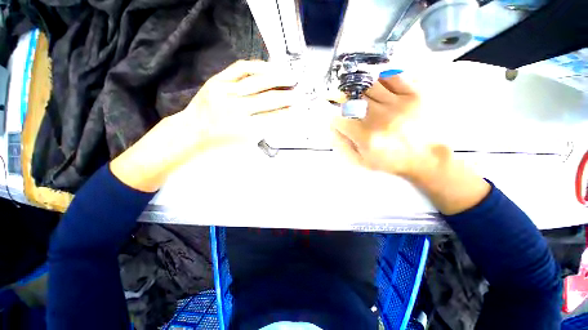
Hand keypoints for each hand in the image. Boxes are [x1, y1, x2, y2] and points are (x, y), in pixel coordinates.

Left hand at [181, 60, 298, 150]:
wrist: (193, 131)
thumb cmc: (219, 142)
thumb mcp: (244, 143)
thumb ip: (263, 130)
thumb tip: (280, 117)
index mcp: (243, 128)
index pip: (272, 117)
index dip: (287, 113)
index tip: (297, 109)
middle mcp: (235, 108)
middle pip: (268, 99)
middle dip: (287, 96)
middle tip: (298, 93)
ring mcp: (225, 91)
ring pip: (257, 81)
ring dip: (278, 78)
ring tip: (291, 76)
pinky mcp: (217, 80)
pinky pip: (241, 68)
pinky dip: (258, 66)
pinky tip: (269, 67)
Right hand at [333, 75, 442, 179]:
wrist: (426, 158)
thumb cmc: (391, 161)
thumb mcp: (362, 161)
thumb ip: (343, 146)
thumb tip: (331, 129)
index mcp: (365, 136)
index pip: (339, 119)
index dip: (334, 118)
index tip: (337, 120)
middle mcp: (378, 118)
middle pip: (353, 100)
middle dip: (346, 102)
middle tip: (350, 106)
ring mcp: (397, 104)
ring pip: (369, 86)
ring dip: (362, 91)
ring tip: (365, 97)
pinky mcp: (414, 94)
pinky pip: (393, 76)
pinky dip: (382, 77)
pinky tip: (380, 85)